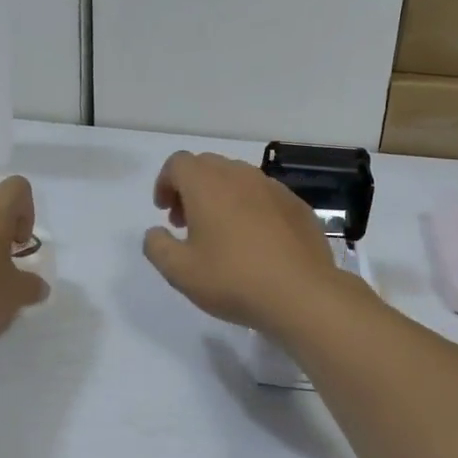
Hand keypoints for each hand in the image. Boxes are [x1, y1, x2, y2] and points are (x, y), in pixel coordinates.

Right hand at [142, 152, 353, 336]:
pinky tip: (254, 242)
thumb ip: (157, 247)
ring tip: (220, 234)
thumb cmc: (233, 279)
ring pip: (238, 179)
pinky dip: (250, 208)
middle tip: (187, 223)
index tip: (165, 212)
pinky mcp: (296, 205)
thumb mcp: (180, 272)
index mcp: (207, 184)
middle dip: (191, 188)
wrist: (302, 293)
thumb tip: (155, 232)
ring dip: (221, 197)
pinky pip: (264, 196)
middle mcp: (240, 175)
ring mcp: (272, 188)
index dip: (165, 183)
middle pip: (208, 166)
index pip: (178, 163)